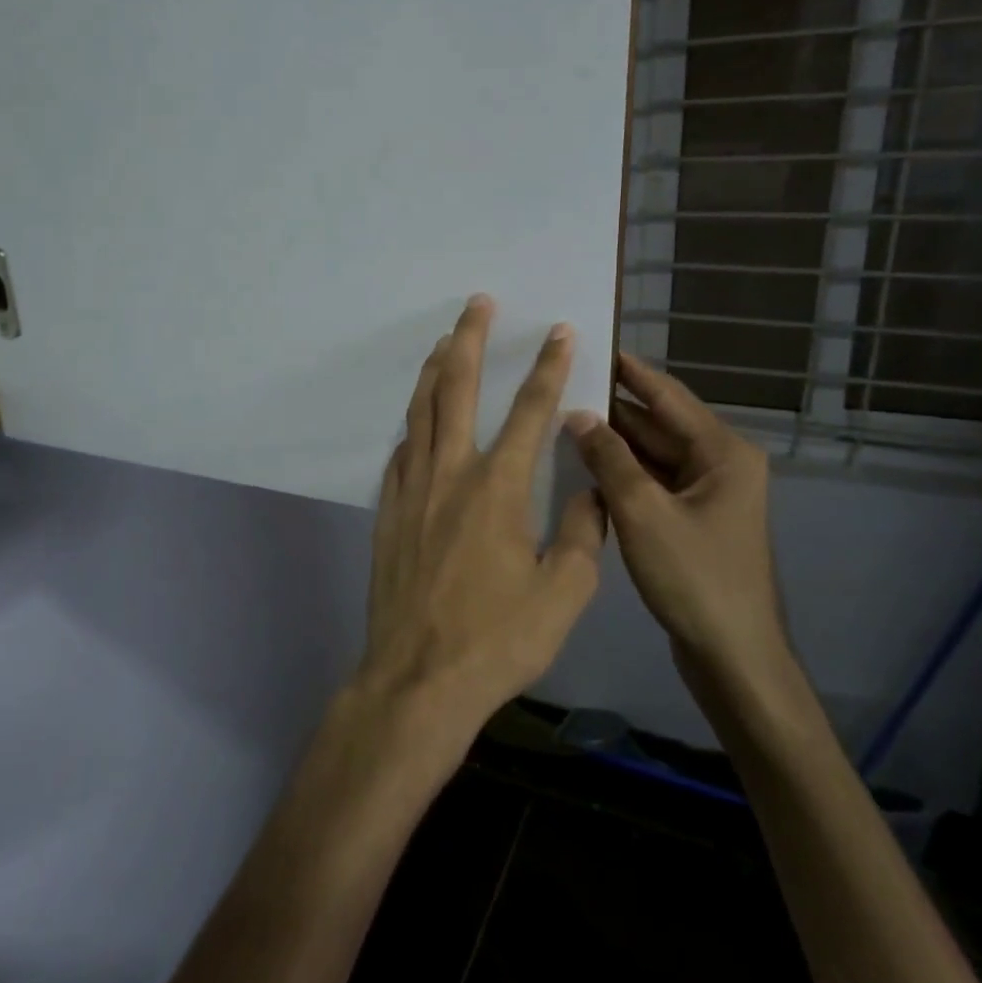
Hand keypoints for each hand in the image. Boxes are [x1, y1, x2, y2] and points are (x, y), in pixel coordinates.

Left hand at [359, 295, 606, 742]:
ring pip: (420, 413)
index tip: (561, 331)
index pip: (530, 411)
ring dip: (434, 372)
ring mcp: (411, 491)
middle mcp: (450, 474)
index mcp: (499, 488)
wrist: (417, 679)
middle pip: (457, 390)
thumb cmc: (496, 641)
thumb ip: (583, 533)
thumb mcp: (563, 593)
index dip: (550, 368)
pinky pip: (400, 453)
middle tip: (477, 304)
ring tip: (445, 342)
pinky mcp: (388, 513)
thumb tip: (593, 490)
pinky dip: (412, 426)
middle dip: (470, 340)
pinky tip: (416, 422)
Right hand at [564, 353, 789, 691]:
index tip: (594, 344)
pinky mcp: (694, 521)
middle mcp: (721, 464)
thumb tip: (577, 414)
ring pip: (654, 456)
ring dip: (615, 444)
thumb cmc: (694, 577)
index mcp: (723, 452)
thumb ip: (609, 459)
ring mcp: (709, 495)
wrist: (732, 655)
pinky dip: (624, 475)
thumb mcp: (643, 513)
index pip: (668, 396)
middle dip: (613, 409)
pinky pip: (654, 484)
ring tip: (562, 421)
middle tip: (563, 386)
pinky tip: (584, 468)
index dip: (630, 371)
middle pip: (660, 425)